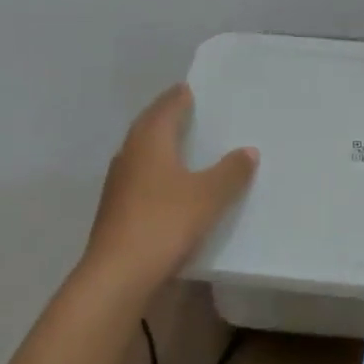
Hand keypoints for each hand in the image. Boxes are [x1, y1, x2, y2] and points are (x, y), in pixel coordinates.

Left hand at [83, 84, 258, 296]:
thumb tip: (248, 150)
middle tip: (187, 109)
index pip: (166, 107)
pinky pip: (139, 175)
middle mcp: (130, 153)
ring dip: (158, 143)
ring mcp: (118, 182)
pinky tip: (167, 183)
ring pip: (141, 151)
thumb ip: (230, 172)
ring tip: (180, 142)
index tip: (190, 89)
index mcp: (150, 140)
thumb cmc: (164, 222)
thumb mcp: (208, 196)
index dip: (179, 97)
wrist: (117, 274)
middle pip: (149, 125)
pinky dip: (154, 169)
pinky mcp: (115, 208)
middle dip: (166, 115)